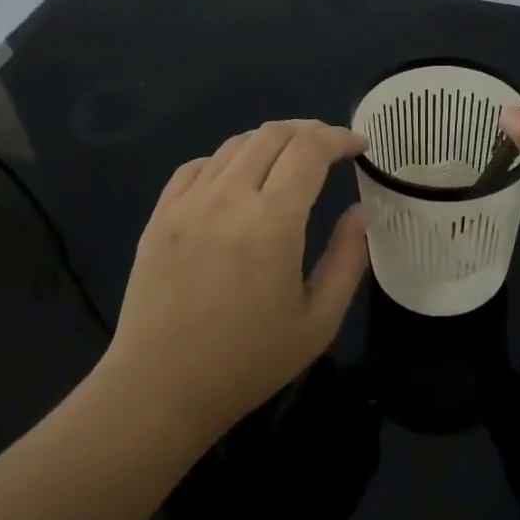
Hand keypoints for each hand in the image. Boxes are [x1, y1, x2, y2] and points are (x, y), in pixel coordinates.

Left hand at [103, 120, 370, 441]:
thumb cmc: (248, 362)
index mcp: (271, 221)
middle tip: (331, 145)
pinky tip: (238, 177)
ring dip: (271, 140)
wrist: (159, 390)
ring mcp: (188, 203)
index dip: (340, 138)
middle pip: (273, 135)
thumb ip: (347, 259)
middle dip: (310, 130)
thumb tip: (360, 212)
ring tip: (291, 157)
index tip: (360, 146)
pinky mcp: (160, 216)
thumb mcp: (318, 320)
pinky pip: (198, 166)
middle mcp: (228, 198)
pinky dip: (228, 158)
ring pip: (235, 145)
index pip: (310, 150)